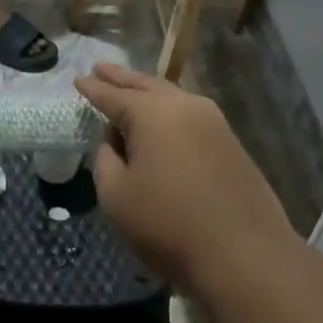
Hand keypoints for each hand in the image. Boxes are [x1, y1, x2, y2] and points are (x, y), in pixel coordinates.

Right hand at [76, 62, 296, 290]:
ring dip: (147, 91)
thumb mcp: (116, 196)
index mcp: (151, 114)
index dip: (92, 89)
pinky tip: (161, 119)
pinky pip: (189, 114)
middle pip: (145, 85)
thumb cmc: (168, 225)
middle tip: (100, 68)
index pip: (113, 95)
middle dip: (121, 79)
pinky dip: (168, 110)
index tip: (77, 79)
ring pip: (171, 96)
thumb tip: (114, 140)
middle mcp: (184, 106)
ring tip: (129, 90)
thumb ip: (106, 159)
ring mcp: (213, 122)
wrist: (244, 253)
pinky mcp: (230, 142)